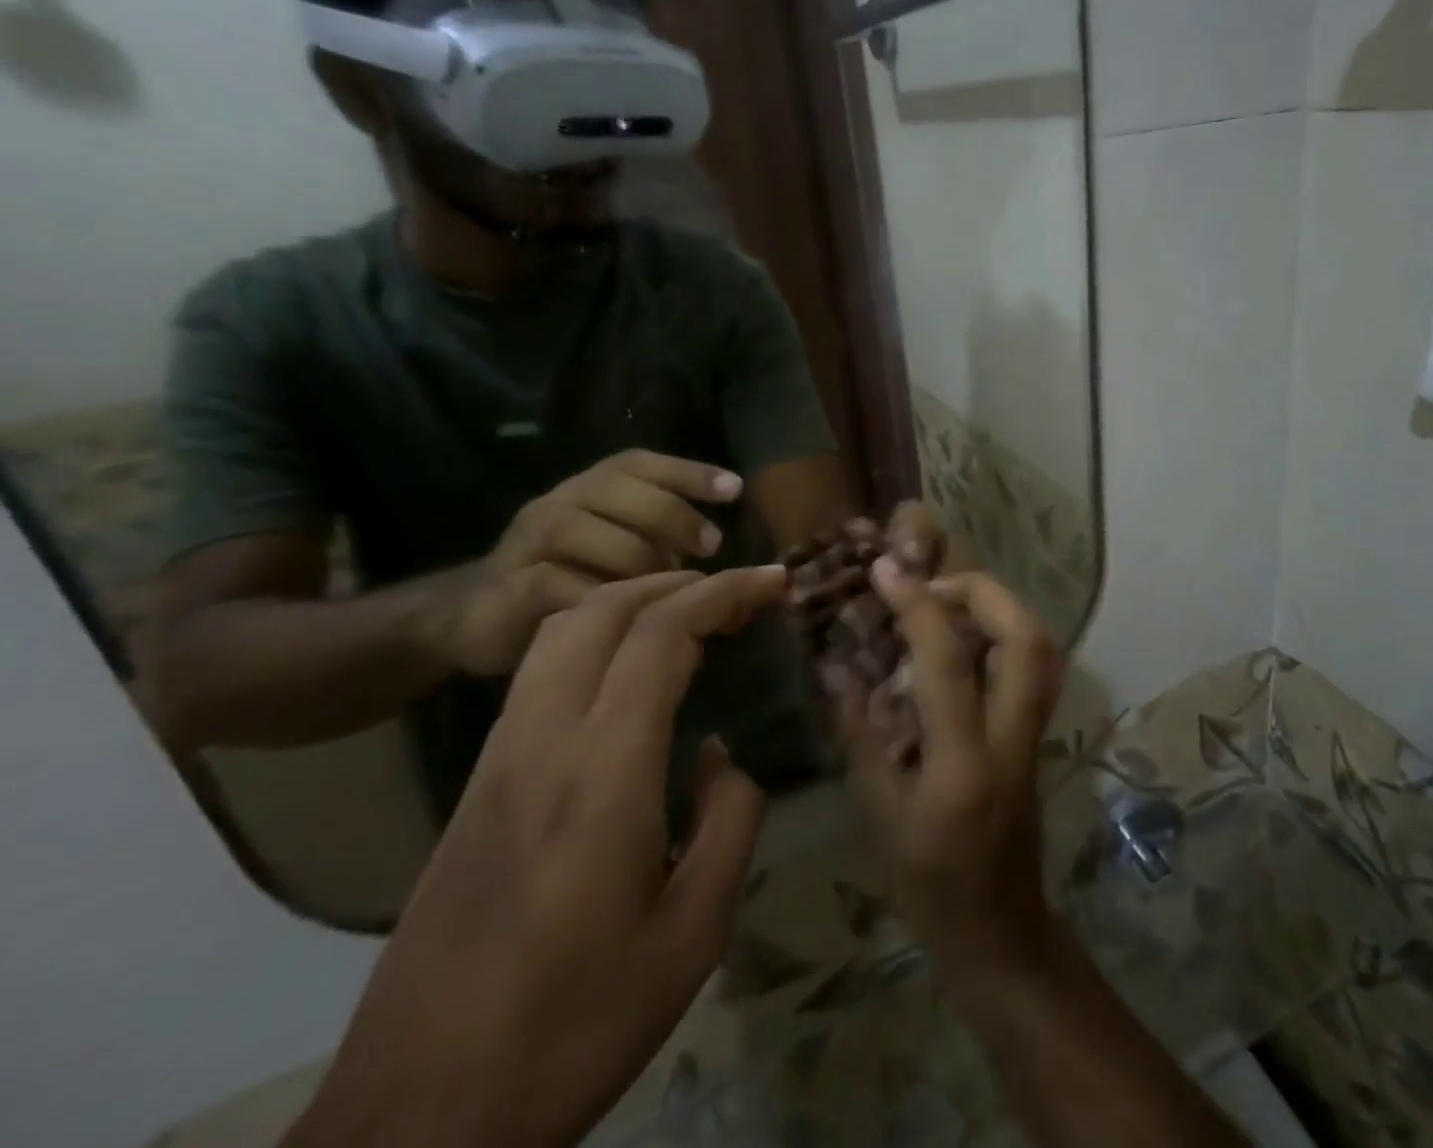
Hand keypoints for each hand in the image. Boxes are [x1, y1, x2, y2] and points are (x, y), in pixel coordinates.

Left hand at [287, 566, 785, 1147]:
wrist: (416, 1120)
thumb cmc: (573, 1027)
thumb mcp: (692, 935)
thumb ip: (729, 823)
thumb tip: (722, 754)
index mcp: (603, 772)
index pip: (662, 634)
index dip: (724, 592)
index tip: (773, 581)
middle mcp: (543, 741)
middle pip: (604, 610)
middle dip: (678, 581)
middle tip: (737, 592)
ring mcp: (499, 757)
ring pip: (562, 631)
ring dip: (631, 600)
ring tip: (688, 613)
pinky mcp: (477, 781)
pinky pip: (540, 670)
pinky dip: (595, 635)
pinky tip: (628, 669)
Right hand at [421, 450, 743, 676]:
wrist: (479, 618)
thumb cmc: (575, 580)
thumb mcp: (629, 558)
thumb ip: (673, 553)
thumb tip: (740, 578)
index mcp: (593, 490)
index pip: (639, 464)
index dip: (688, 471)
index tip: (734, 489)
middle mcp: (558, 503)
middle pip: (614, 487)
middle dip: (670, 513)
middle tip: (711, 545)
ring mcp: (524, 543)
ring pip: (577, 529)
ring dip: (631, 556)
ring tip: (667, 584)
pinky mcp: (502, 589)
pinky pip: (547, 581)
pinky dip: (591, 594)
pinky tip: (623, 611)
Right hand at [836, 561, 1065, 978]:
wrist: (1001, 932)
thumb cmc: (928, 886)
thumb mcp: (877, 815)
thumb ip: (859, 734)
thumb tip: (837, 666)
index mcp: (964, 766)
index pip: (949, 663)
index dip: (917, 607)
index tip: (886, 571)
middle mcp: (1013, 740)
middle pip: (1026, 639)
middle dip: (982, 591)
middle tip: (931, 584)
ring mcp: (1036, 736)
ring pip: (1042, 647)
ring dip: (999, 607)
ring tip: (948, 601)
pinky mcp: (1040, 734)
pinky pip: (1035, 664)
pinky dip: (1005, 631)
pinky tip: (966, 635)